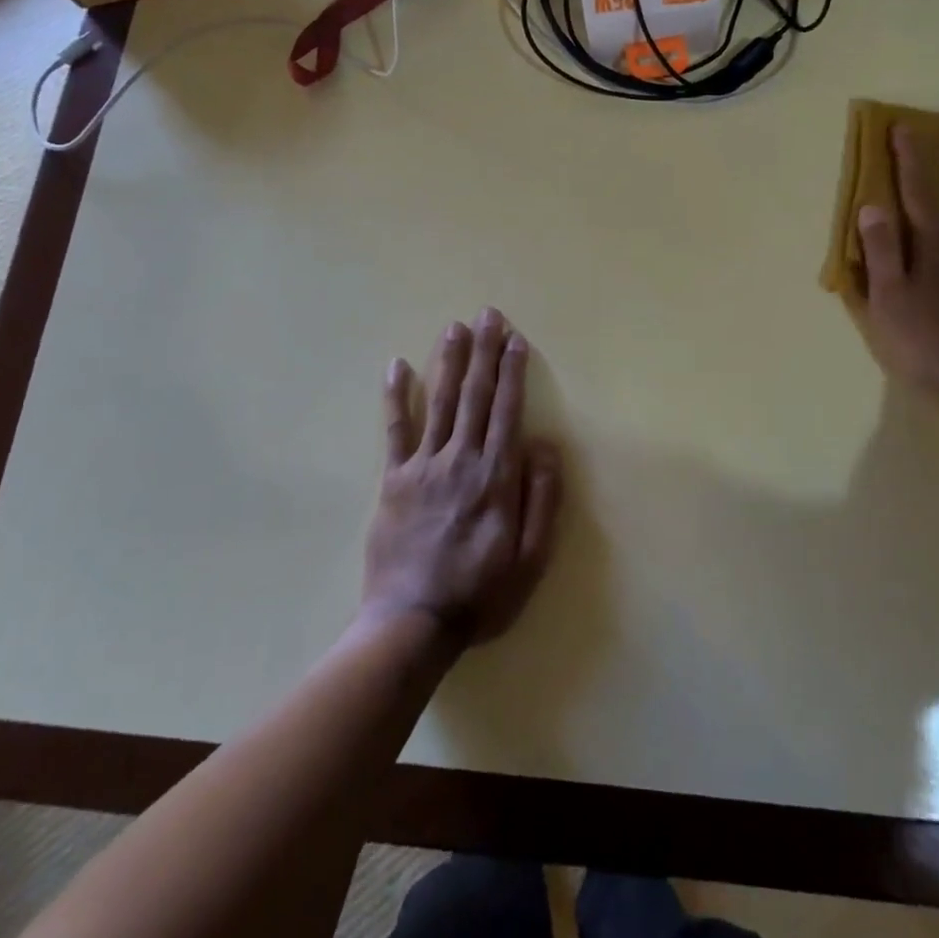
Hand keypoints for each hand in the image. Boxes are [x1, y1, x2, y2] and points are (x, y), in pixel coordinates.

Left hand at [361, 309, 562, 647]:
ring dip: (449, 362)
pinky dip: (396, 397)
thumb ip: (541, 498)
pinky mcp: (393, 480)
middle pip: (476, 396)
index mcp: (496, 477)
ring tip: (455, 327)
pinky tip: (397, 366)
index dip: (513, 373)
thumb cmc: (480, 593)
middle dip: (484, 352)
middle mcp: (461, 460)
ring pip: (440, 402)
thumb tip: (544, 445)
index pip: (507, 411)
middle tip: (488, 315)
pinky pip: (394, 431)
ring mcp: (423, 466)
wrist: (412, 623)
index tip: (516, 340)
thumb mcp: (531, 558)